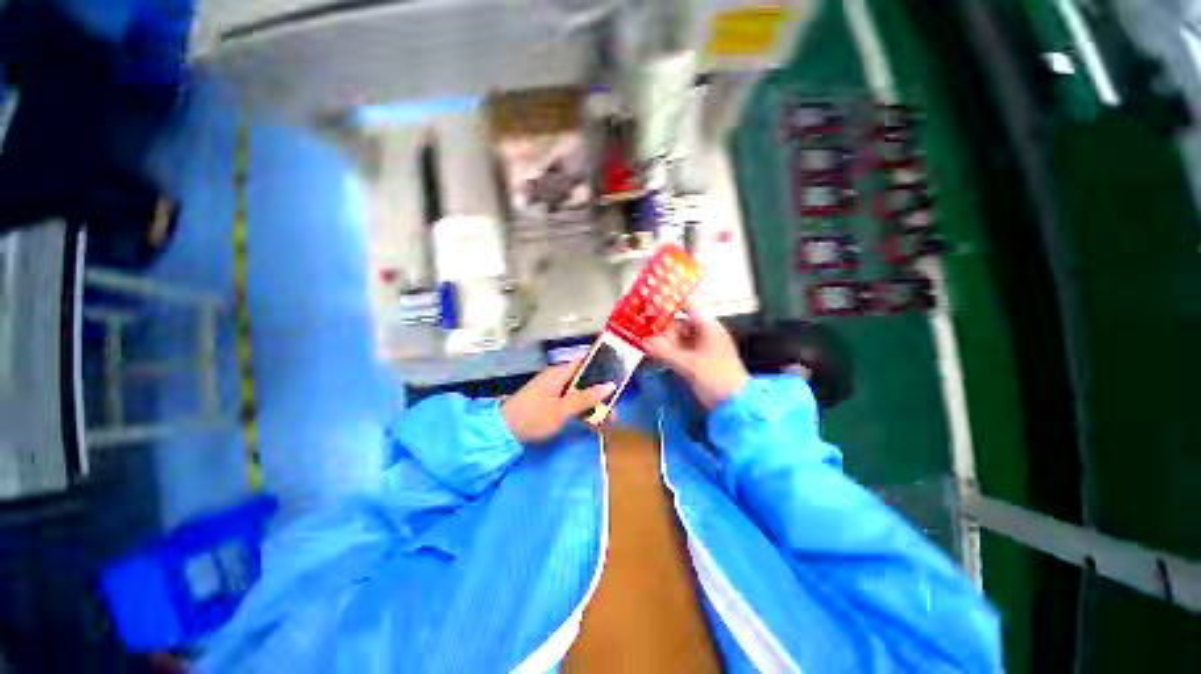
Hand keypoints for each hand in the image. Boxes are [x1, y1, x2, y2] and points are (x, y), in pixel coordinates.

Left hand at [502, 363, 614, 442]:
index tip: (620, 378)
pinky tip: (592, 422)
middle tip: (615, 409)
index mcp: (560, 373)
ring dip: (593, 404)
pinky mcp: (551, 402)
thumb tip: (610, 385)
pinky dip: (582, 410)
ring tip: (607, 419)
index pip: (586, 362)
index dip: (603, 367)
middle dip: (601, 393)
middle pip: (586, 380)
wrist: (503, 432)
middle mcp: (559, 378)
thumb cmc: (533, 417)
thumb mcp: (562, 409)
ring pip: (580, 392)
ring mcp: (554, 390)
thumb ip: (586, 397)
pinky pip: (572, 402)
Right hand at [645, 300, 749, 409]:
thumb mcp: (688, 364)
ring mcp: (702, 346)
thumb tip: (644, 341)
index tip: (651, 306)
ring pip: (678, 337)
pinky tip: (657, 354)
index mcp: (708, 327)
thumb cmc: (717, 379)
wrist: (735, 405)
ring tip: (648, 345)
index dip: (671, 303)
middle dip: (663, 327)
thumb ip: (665, 351)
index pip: (689, 304)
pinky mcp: (698, 359)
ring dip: (664, 340)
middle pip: (680, 322)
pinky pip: (680, 349)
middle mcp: (705, 333)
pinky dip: (669, 350)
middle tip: (645, 333)